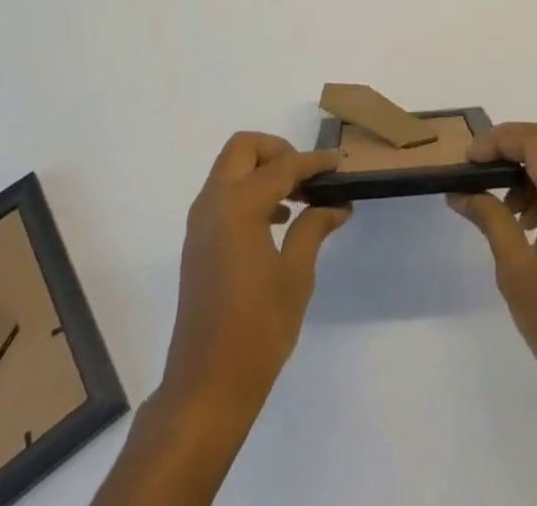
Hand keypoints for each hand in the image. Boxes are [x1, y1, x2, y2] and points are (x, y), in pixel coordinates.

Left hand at [159, 132, 349, 416]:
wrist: (206, 387)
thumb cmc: (257, 330)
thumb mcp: (295, 276)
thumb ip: (313, 228)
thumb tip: (336, 204)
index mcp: (239, 205)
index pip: (283, 166)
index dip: (314, 162)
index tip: (339, 163)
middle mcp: (214, 202)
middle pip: (244, 148)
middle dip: (277, 151)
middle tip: (308, 176)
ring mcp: (201, 221)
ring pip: (230, 168)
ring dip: (263, 170)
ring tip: (299, 197)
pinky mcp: (197, 240)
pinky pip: (223, 193)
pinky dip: (249, 190)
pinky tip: (277, 219)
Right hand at [447, 123, 536, 409]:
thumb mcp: (515, 269)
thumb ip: (490, 217)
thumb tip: (460, 191)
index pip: (536, 144)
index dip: (498, 141)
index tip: (467, 159)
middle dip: (513, 142)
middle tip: (480, 162)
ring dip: (529, 165)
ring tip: (502, 201)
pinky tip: (524, 220)